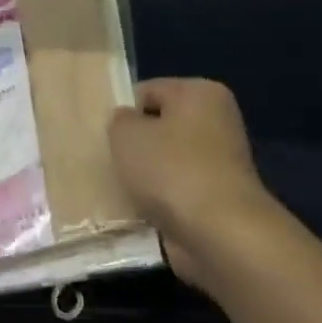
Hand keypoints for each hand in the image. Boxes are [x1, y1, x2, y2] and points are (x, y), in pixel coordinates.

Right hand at [109, 78, 284, 289]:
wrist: (217, 231)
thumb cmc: (170, 170)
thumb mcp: (127, 134)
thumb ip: (119, 120)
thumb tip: (127, 122)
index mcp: (200, 93)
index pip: (148, 91)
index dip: (121, 112)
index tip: (102, 137)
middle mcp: (216, 121)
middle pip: (159, 127)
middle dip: (133, 145)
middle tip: (108, 162)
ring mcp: (219, 162)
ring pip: (165, 162)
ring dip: (143, 176)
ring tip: (120, 189)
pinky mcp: (214, 197)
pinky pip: (174, 191)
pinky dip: (157, 200)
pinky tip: (137, 210)